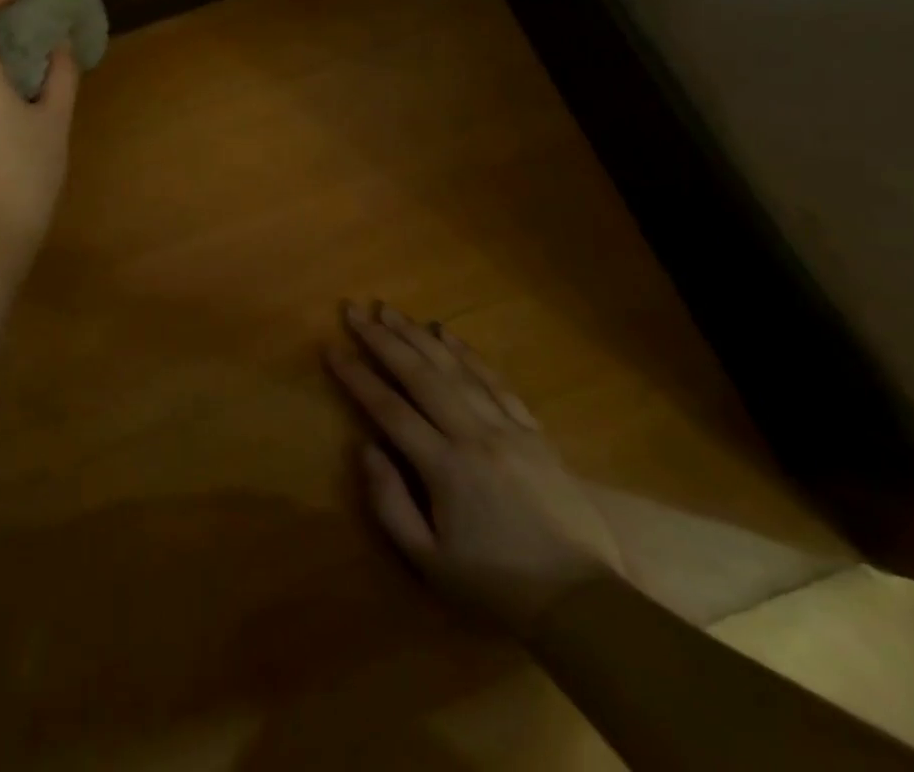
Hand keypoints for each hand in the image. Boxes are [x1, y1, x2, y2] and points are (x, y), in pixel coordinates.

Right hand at [325, 302, 626, 635]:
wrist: (582, 604)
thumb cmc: (496, 585)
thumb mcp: (429, 562)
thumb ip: (389, 503)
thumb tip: (365, 448)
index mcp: (444, 467)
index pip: (389, 409)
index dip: (357, 376)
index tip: (331, 349)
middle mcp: (473, 435)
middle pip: (420, 375)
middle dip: (383, 339)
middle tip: (355, 311)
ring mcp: (508, 429)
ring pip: (455, 369)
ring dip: (418, 336)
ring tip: (390, 310)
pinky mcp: (534, 432)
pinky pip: (496, 381)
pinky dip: (468, 353)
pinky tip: (446, 333)